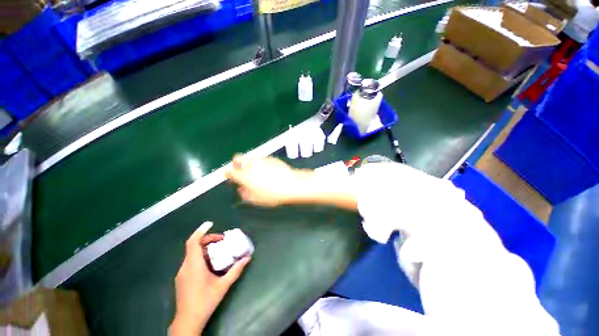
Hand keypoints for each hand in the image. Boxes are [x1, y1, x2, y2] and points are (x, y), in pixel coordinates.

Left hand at [170, 222, 250, 335]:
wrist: (187, 321)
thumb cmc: (205, 301)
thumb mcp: (223, 285)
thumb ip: (236, 270)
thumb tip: (247, 258)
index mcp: (194, 265)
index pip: (193, 242)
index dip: (200, 231)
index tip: (210, 223)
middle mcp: (185, 266)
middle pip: (193, 246)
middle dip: (208, 239)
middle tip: (221, 240)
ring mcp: (181, 273)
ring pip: (192, 254)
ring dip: (205, 248)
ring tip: (218, 250)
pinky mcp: (181, 278)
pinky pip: (190, 261)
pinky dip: (200, 256)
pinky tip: (210, 263)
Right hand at [225, 155, 313, 206]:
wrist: (291, 184)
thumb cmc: (273, 194)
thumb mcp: (256, 199)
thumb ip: (245, 194)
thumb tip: (242, 190)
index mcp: (245, 176)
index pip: (230, 172)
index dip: (228, 174)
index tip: (230, 176)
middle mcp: (251, 165)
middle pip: (237, 158)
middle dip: (236, 163)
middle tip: (239, 169)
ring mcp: (262, 160)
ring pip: (250, 157)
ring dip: (248, 162)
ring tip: (254, 171)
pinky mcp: (271, 158)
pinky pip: (262, 159)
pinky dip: (260, 163)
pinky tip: (267, 170)